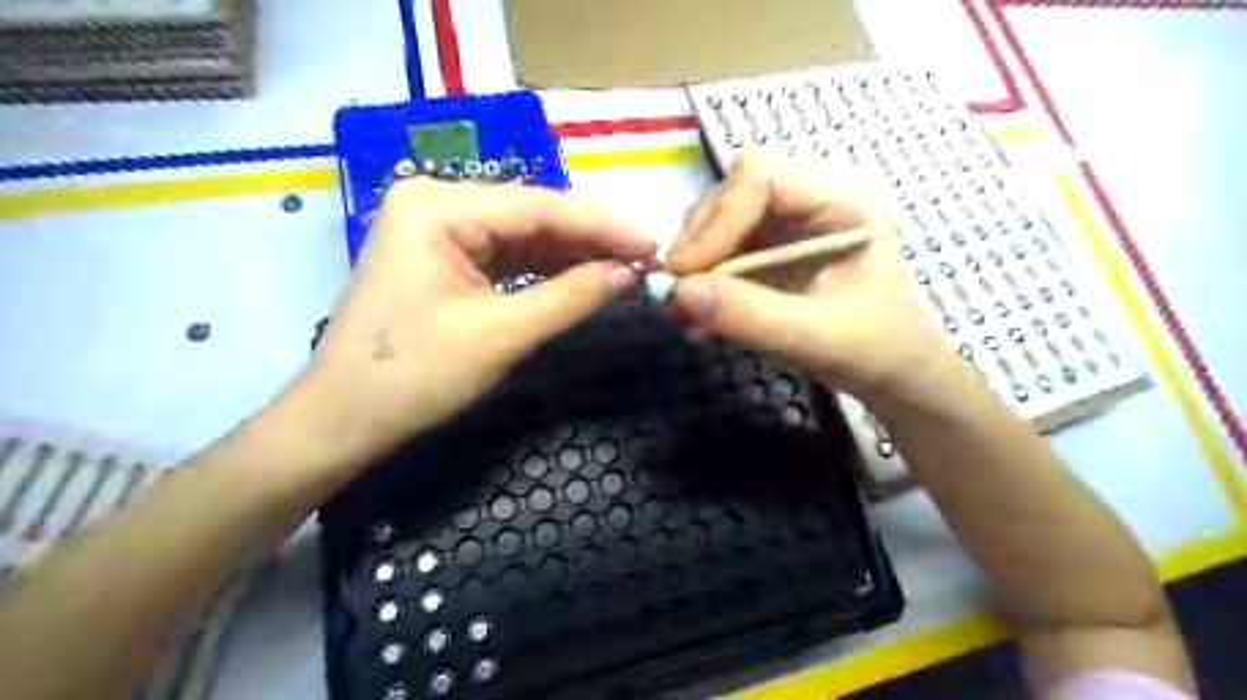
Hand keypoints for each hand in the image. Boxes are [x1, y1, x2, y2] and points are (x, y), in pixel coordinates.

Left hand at [296, 176, 656, 465]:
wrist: (343, 420)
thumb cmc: (414, 376)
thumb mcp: (501, 334)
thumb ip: (571, 297)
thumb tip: (631, 273)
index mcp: (439, 206)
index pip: (540, 207)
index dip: (603, 228)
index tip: (653, 246)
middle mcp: (436, 202)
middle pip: (532, 217)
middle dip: (589, 242)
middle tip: (644, 262)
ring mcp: (436, 229)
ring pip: (523, 236)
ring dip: (571, 256)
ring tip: (623, 271)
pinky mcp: (441, 257)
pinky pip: (505, 256)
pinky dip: (544, 270)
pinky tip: (580, 278)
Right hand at [668, 152, 950, 404]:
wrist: (894, 374)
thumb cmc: (875, 350)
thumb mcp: (817, 338)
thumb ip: (751, 315)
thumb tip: (678, 294)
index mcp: (841, 202)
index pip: (761, 179)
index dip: (717, 220)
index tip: (686, 274)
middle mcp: (811, 200)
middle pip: (732, 193)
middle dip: (699, 243)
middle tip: (677, 296)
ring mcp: (789, 225)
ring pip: (719, 221)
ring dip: (695, 265)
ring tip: (685, 313)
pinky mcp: (772, 250)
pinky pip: (722, 252)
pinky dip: (703, 284)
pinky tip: (698, 320)